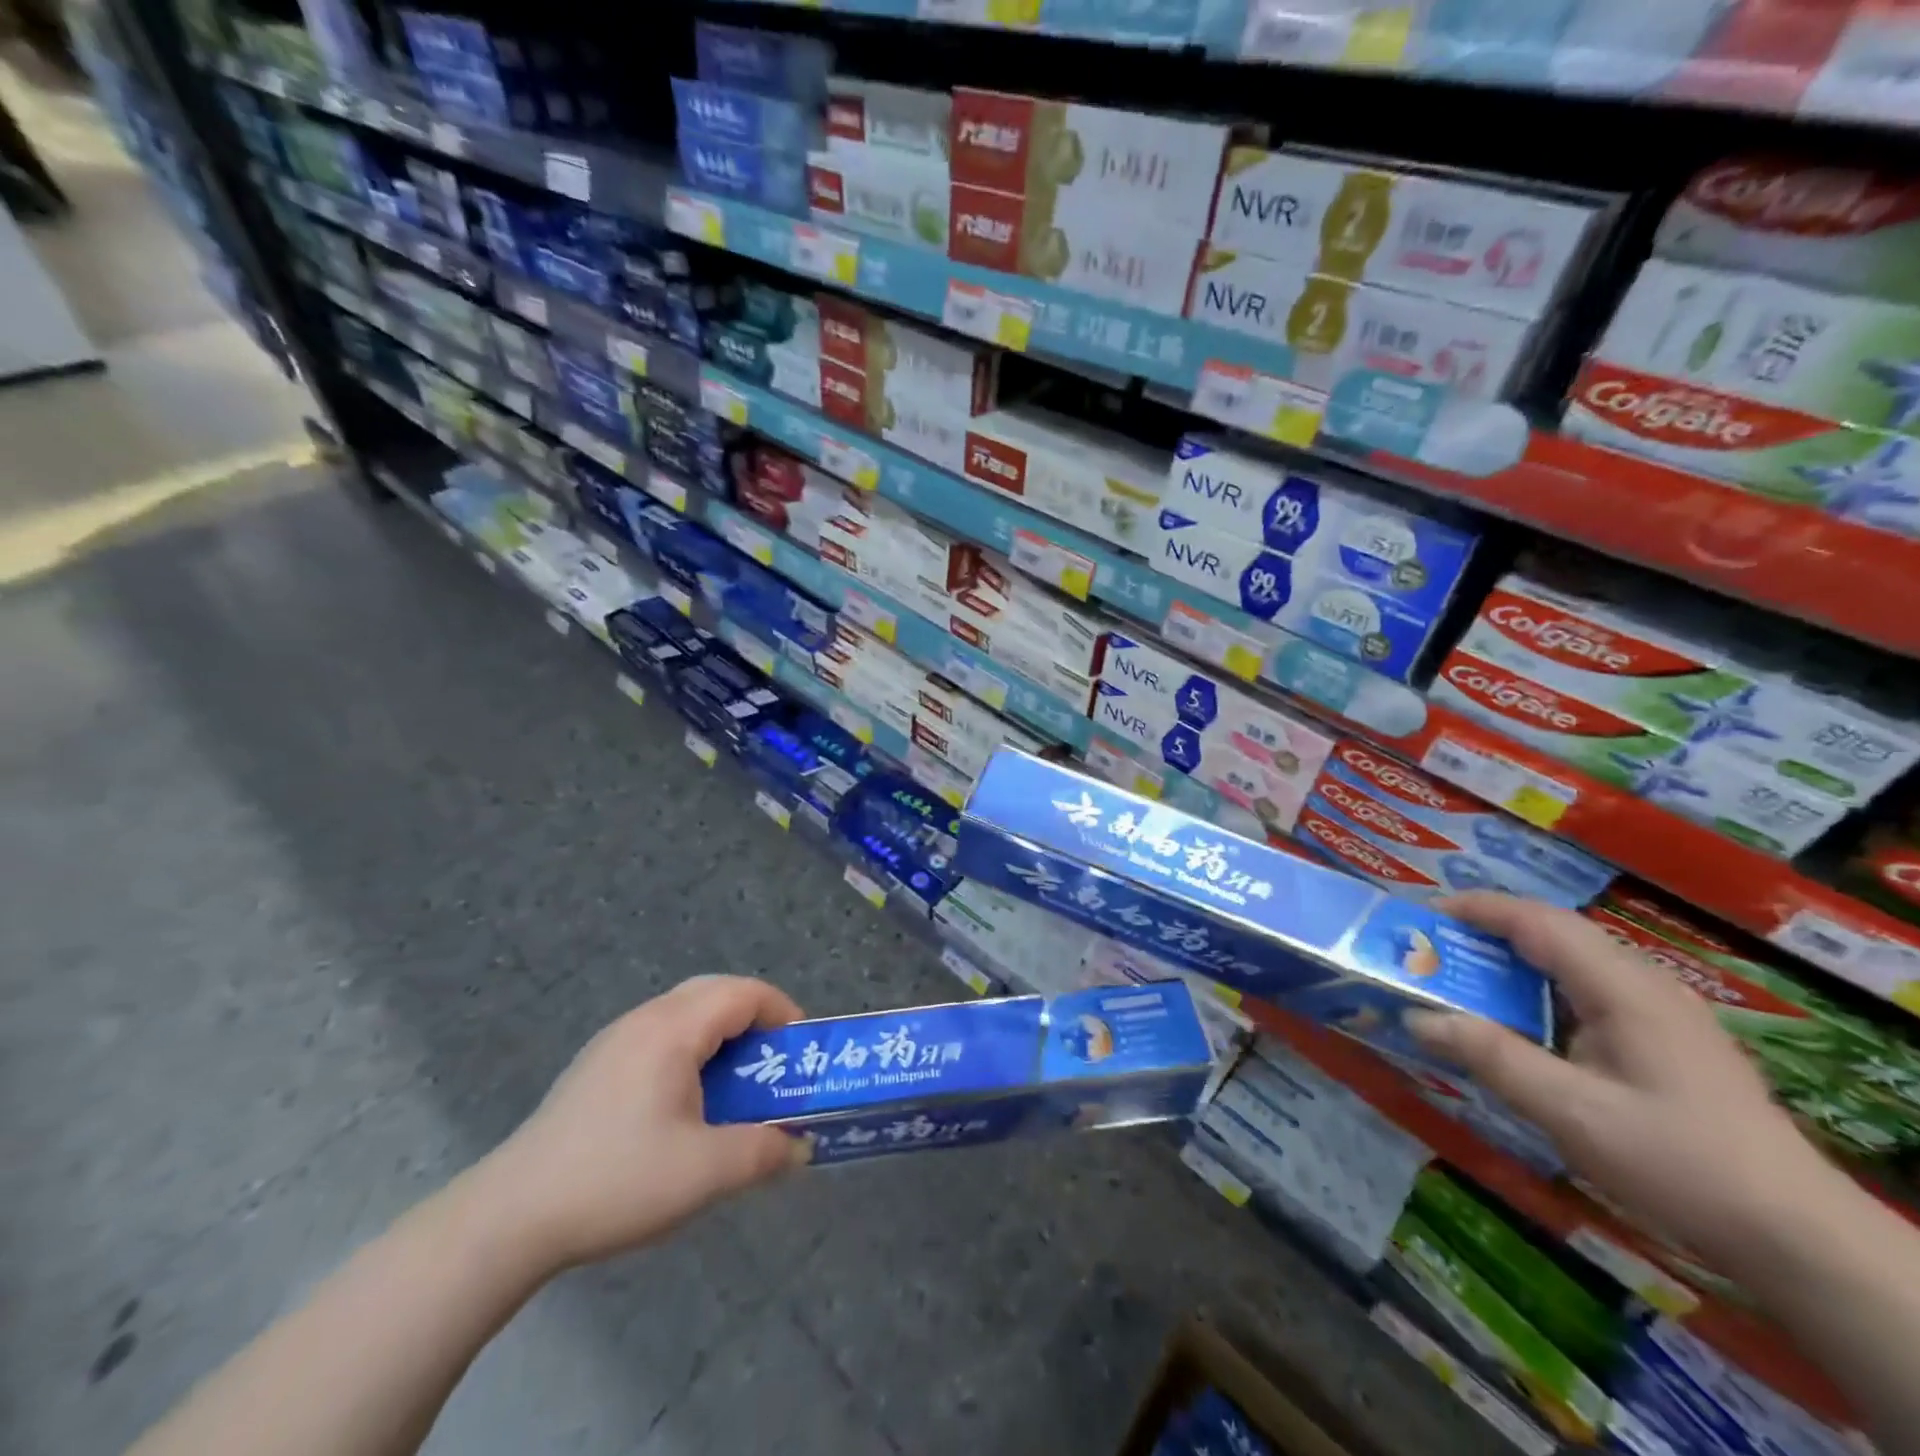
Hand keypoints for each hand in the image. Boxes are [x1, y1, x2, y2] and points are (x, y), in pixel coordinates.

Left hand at [469, 976, 810, 1272]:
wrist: (509, 1218)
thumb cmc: (616, 1181)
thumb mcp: (704, 1173)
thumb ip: (763, 1153)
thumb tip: (800, 1147)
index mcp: (673, 1030)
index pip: (743, 993)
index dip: (782, 1013)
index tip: (800, 1054)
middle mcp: (644, 1020)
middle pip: (715, 993)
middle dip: (755, 1020)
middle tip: (772, 1065)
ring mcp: (615, 1041)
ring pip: (685, 1013)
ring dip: (721, 1036)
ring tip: (734, 1087)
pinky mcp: (596, 1066)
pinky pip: (660, 1036)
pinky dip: (691, 1051)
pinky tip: (684, 1105)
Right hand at [1410, 892, 1834, 1263]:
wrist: (1795, 1236)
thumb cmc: (1677, 1162)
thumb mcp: (1570, 1112)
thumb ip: (1491, 1057)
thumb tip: (1416, 1016)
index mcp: (1622, 987)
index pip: (1537, 921)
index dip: (1475, 909)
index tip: (1419, 918)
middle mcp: (1643, 984)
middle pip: (1553, 932)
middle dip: (1485, 931)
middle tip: (1429, 951)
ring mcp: (1660, 1011)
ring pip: (1572, 960)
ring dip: (1512, 960)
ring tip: (1461, 979)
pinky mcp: (1665, 1039)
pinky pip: (1587, 990)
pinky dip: (1539, 989)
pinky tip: (1520, 1022)